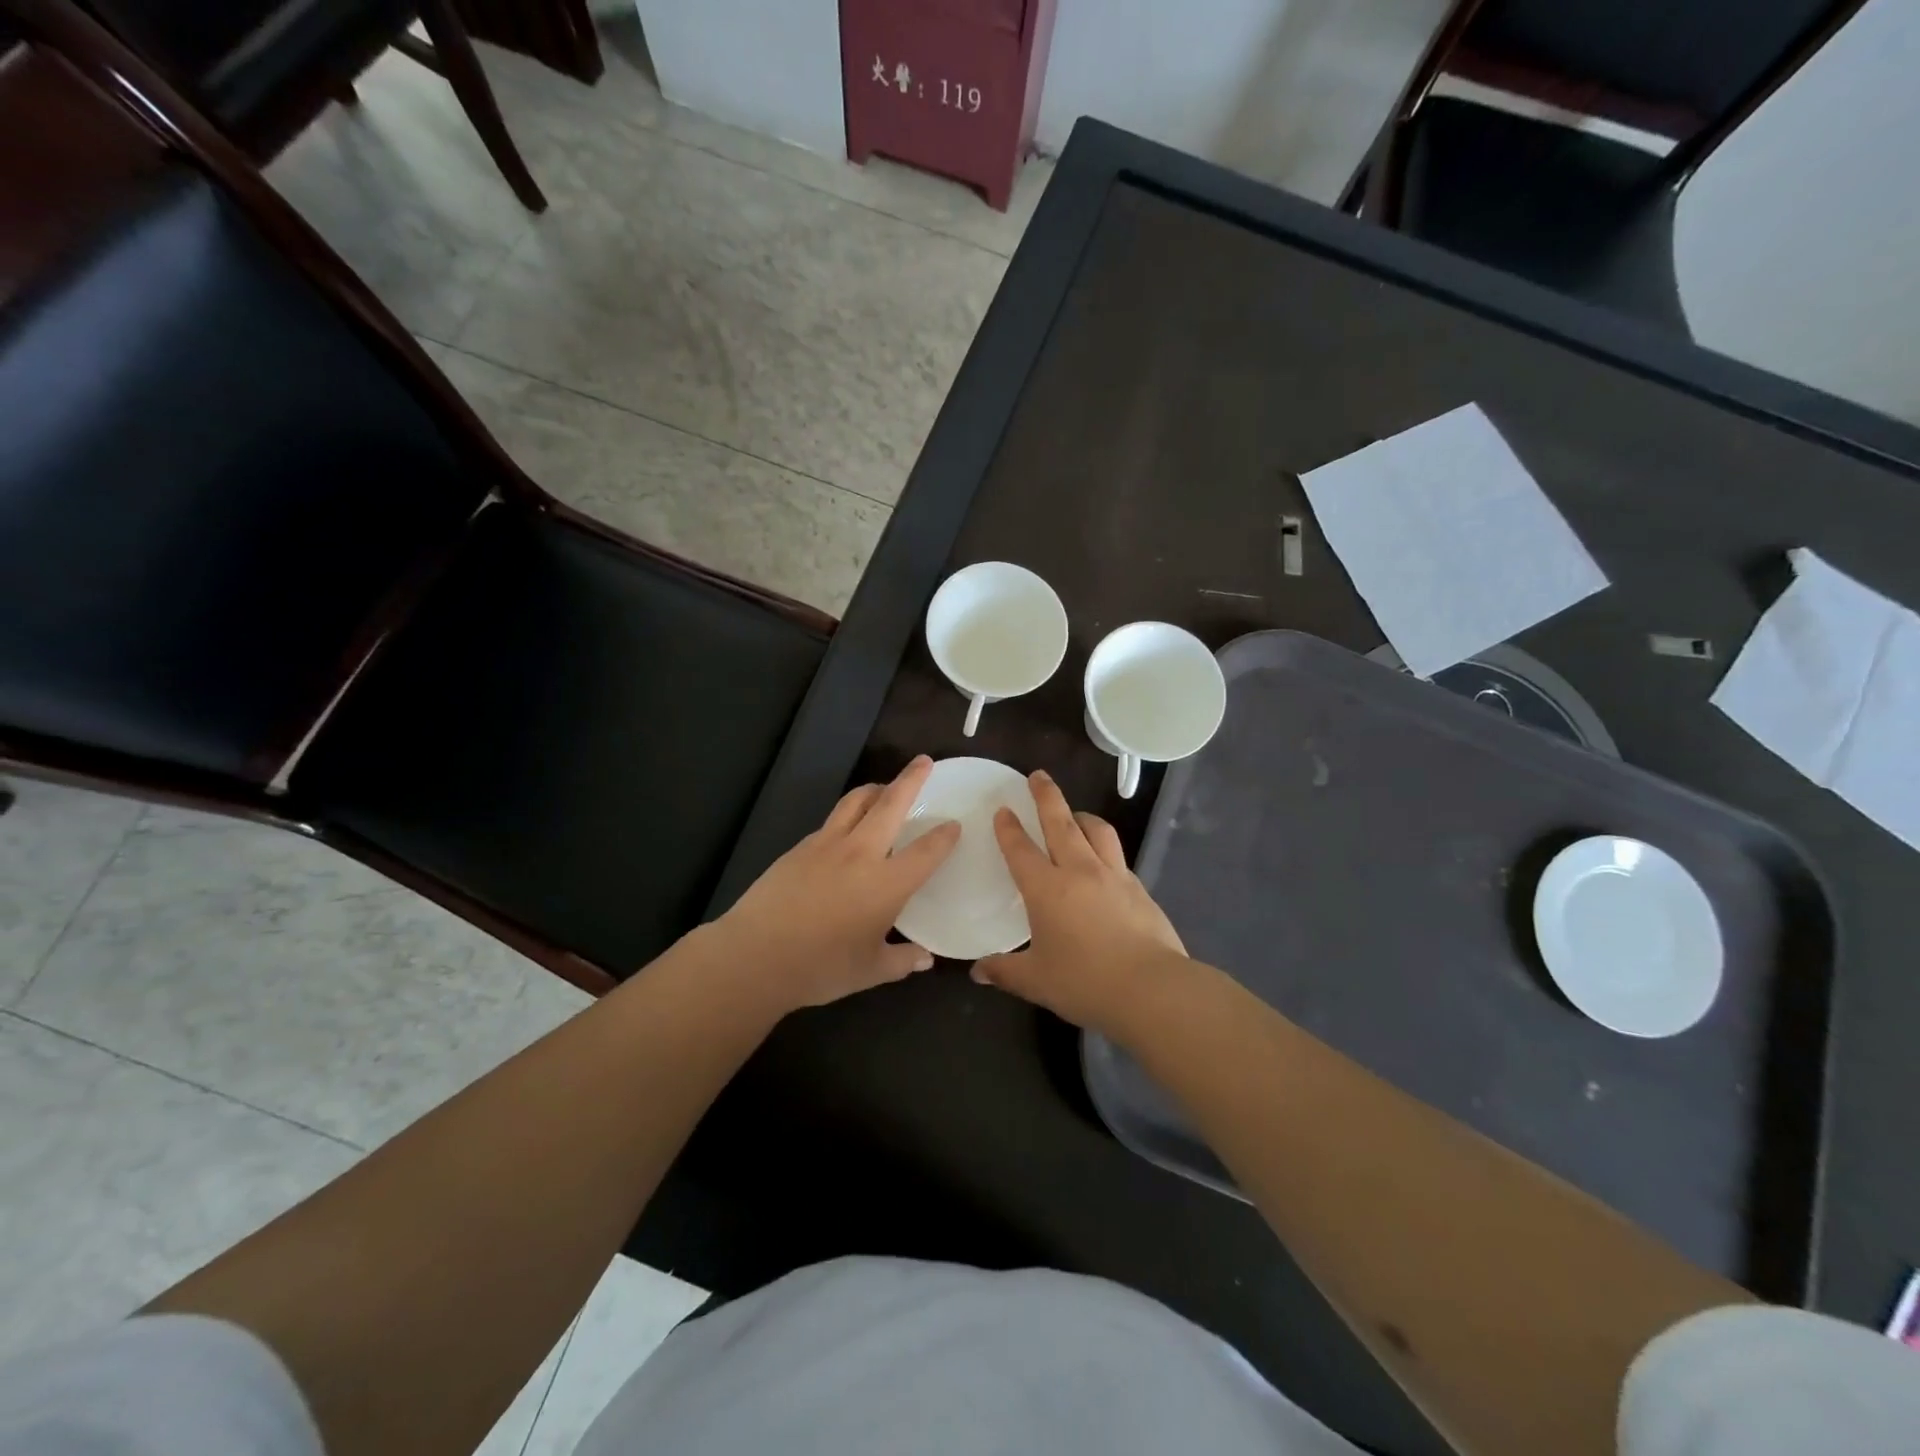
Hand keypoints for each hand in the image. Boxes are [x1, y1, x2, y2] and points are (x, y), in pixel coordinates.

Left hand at [712, 755, 960, 1012]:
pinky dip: (847, 815)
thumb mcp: (870, 971)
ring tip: (884, 787)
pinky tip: (846, 830)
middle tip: (924, 762)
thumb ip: (902, 961)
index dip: (944, 836)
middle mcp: (860, 853)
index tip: (954, 824)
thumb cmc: (821, 967)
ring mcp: (826, 845)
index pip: (926, 851)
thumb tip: (925, 959)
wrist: (755, 956)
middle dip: (911, 780)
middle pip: (890, 804)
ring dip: (875, 789)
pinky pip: (831, 821)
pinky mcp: (799, 848)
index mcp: (887, 883)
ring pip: (855, 802)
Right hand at [973, 770, 1189, 1036]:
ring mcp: (1114, 876)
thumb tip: (978, 971)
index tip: (1003, 809)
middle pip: (1060, 823)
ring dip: (1081, 815)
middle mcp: (1079, 871)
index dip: (1009, 828)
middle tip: (1039, 775)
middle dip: (1047, 796)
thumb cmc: (1085, 983)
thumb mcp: (1036, 981)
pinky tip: (1104, 861)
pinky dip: (1105, 848)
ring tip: (1073, 813)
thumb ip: (1005, 971)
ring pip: (1096, 830)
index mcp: (1047, 889)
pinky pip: (1118, 857)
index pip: (1021, 849)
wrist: (1151, 989)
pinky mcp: (1140, 889)